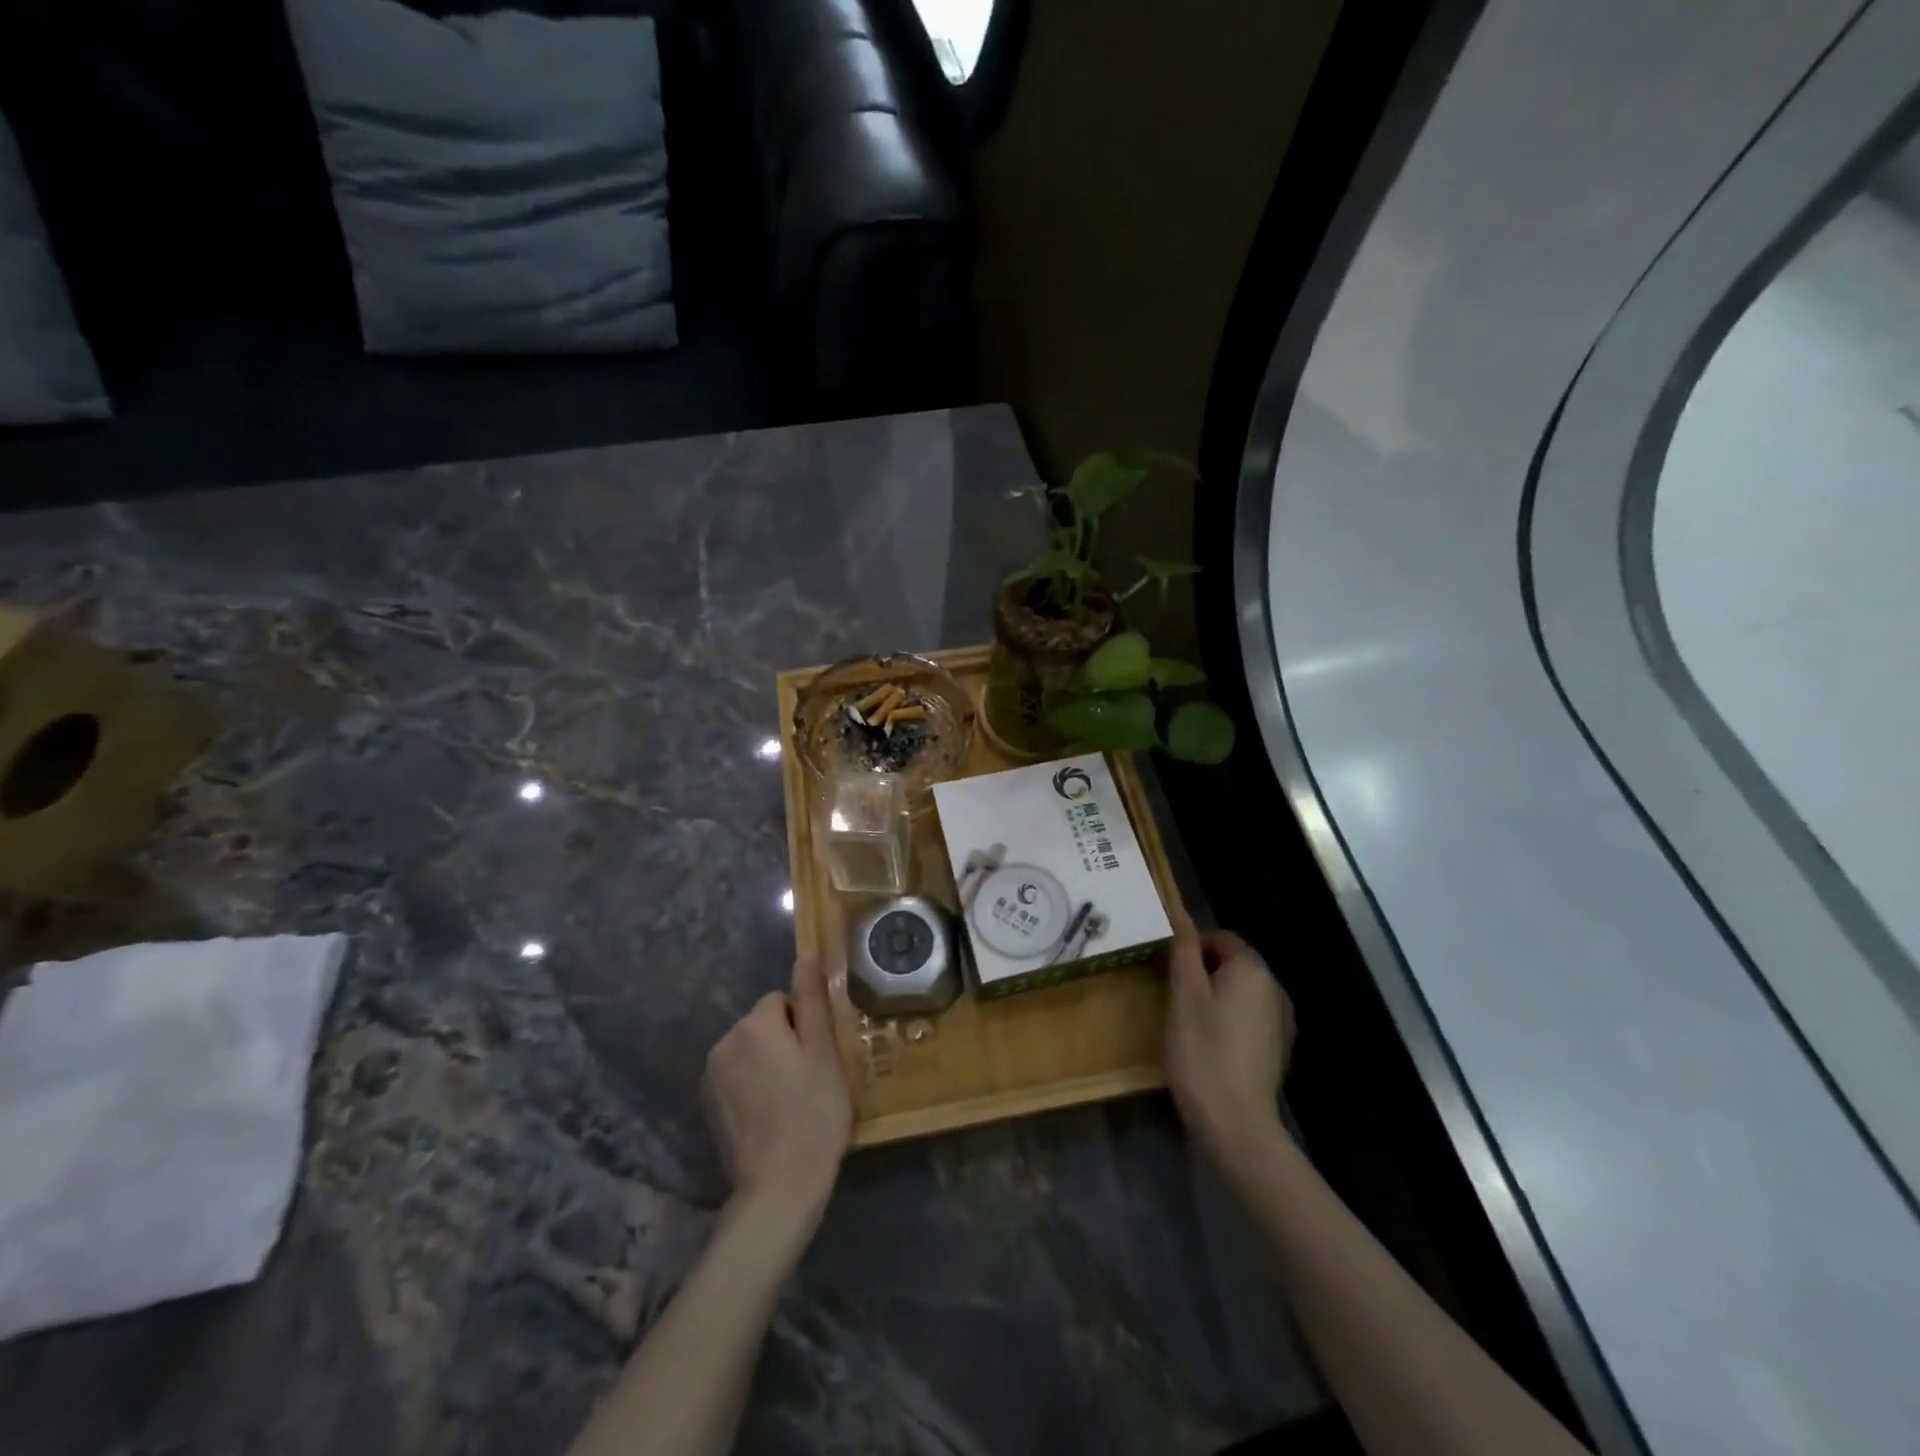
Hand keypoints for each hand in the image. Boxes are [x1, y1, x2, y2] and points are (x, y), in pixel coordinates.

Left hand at [702, 954, 851, 1238]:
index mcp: (754, 1024)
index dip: (805, 1025)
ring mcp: (711, 1076)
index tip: (818, 1057)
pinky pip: (736, 1077)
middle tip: (810, 1080)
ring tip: (792, 1101)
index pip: (782, 1001)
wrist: (778, 1187)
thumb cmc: (813, 1113)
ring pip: (750, 1051)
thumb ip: (811, 999)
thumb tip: (806, 954)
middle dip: (785, 1042)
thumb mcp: (823, 1051)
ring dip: (768, 1064)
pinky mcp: (707, 1105)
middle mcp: (724, 1041)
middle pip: (763, 1024)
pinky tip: (771, 1116)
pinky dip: (753, 1087)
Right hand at [1164, 914, 1294, 1176]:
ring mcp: (1281, 1021)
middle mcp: (1275, 988)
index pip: (1220, 938)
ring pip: (1240, 992)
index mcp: (1253, 969)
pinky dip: (1228, 1020)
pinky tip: (1209, 1045)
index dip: (1190, 948)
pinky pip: (1249, 1017)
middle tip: (1172, 995)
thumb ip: (1184, 949)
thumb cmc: (1202, 1050)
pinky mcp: (1278, 1048)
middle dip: (1201, 972)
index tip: (1165, 971)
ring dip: (1214, 996)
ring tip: (1187, 1021)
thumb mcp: (1184, 994)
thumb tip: (1180, 911)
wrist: (1235, 1124)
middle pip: (1232, 964)